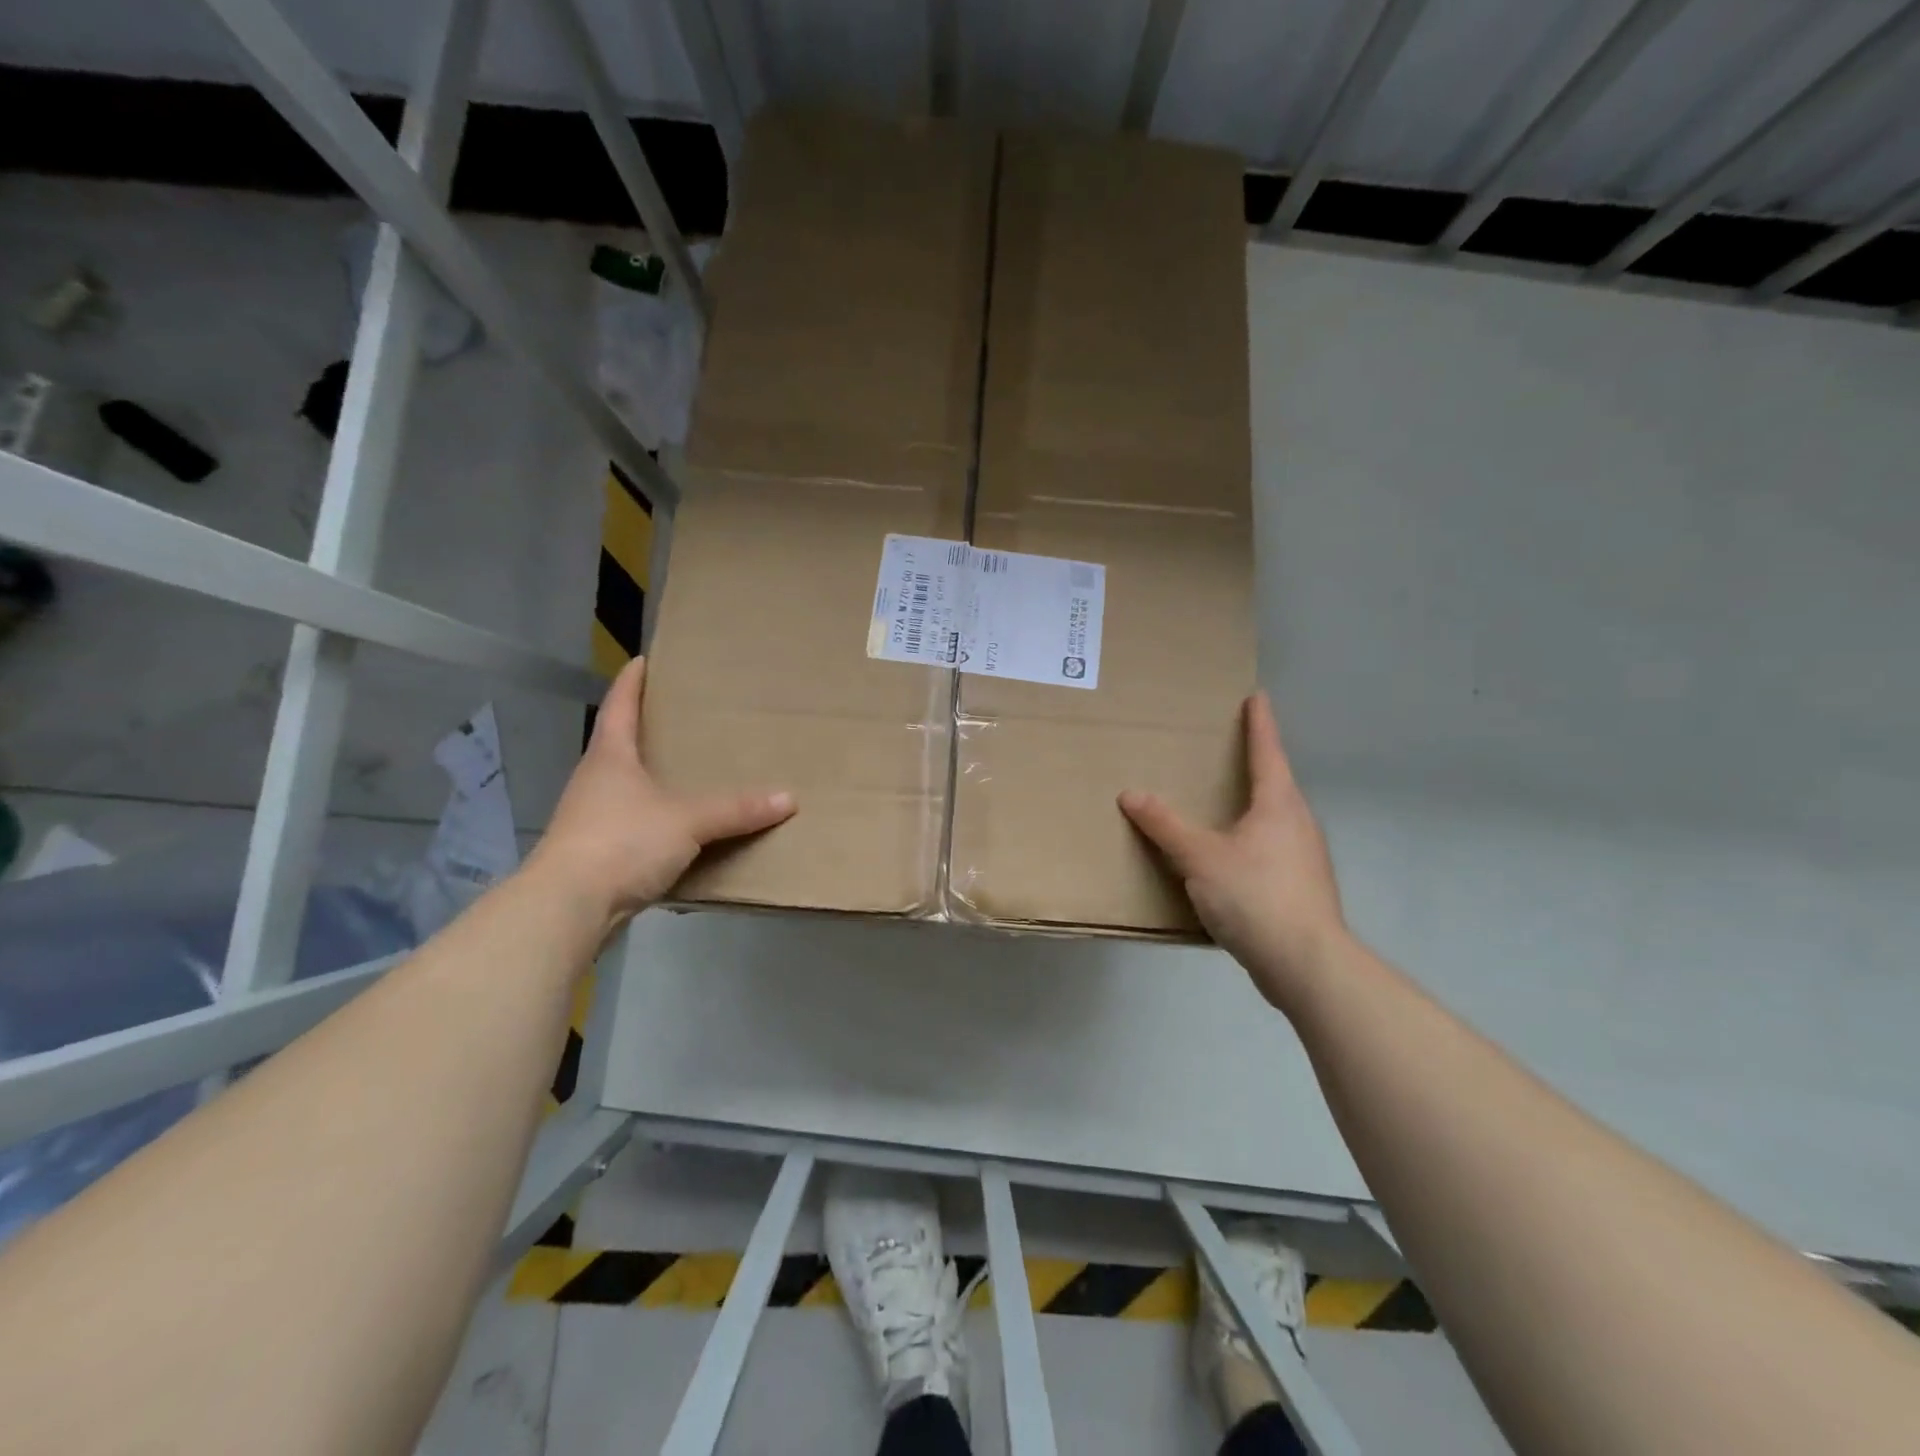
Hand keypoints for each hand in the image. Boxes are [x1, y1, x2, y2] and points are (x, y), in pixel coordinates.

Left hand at [526, 657, 793, 927]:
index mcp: (610, 757)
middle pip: (620, 744)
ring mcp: (592, 819)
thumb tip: (789, 798)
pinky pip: (635, 825)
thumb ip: (736, 809)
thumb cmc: (621, 842)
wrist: (568, 907)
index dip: (631, 682)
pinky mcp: (597, 854)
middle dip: (648, 730)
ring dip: (653, 779)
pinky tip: (682, 829)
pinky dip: (657, 820)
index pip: (619, 706)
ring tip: (690, 773)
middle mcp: (596, 781)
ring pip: (628, 787)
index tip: (643, 660)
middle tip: (685, 718)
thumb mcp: (687, 820)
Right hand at [1119, 693, 1346, 1009]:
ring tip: (1223, 807)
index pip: (1267, 751)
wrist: (1306, 964)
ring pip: (1274, 821)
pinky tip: (1229, 861)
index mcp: (1279, 804)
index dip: (1260, 723)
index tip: (1257, 697)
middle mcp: (1298, 823)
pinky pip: (1271, 851)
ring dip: (1252, 808)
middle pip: (1276, 784)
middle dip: (1255, 766)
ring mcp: (1305, 858)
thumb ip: (1165, 825)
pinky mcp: (1301, 889)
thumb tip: (1130, 793)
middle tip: (1229, 751)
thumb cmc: (1255, 895)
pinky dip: (1250, 843)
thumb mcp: (1199, 856)